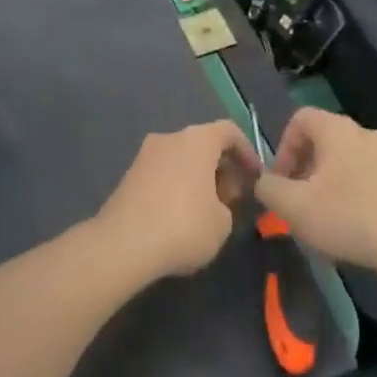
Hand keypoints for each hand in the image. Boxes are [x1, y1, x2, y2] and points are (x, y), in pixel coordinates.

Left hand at [94, 121, 259, 280]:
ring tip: (206, 213)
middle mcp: (169, 138)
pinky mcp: (128, 176)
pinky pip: (162, 175)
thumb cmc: (183, 226)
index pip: (229, 131)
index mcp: (197, 140)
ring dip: (198, 179)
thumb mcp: (223, 223)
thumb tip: (214, 203)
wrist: (122, 244)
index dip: (246, 152)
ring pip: (181, 160)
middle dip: (221, 169)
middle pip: (203, 145)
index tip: (254, 177)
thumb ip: (226, 206)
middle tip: (230, 200)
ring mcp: (144, 155)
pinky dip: (176, 188)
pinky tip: (179, 219)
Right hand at [255, 109, 376, 271]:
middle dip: (305, 170)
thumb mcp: (293, 206)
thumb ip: (269, 189)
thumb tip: (264, 182)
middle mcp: (366, 134)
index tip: (281, 180)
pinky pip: (368, 179)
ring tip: (322, 218)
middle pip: (324, 141)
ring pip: (346, 162)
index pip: (301, 119)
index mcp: (338, 130)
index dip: (283, 146)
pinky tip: (351, 227)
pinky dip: (353, 195)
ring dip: (328, 184)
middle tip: (297, 201)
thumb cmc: (347, 216)